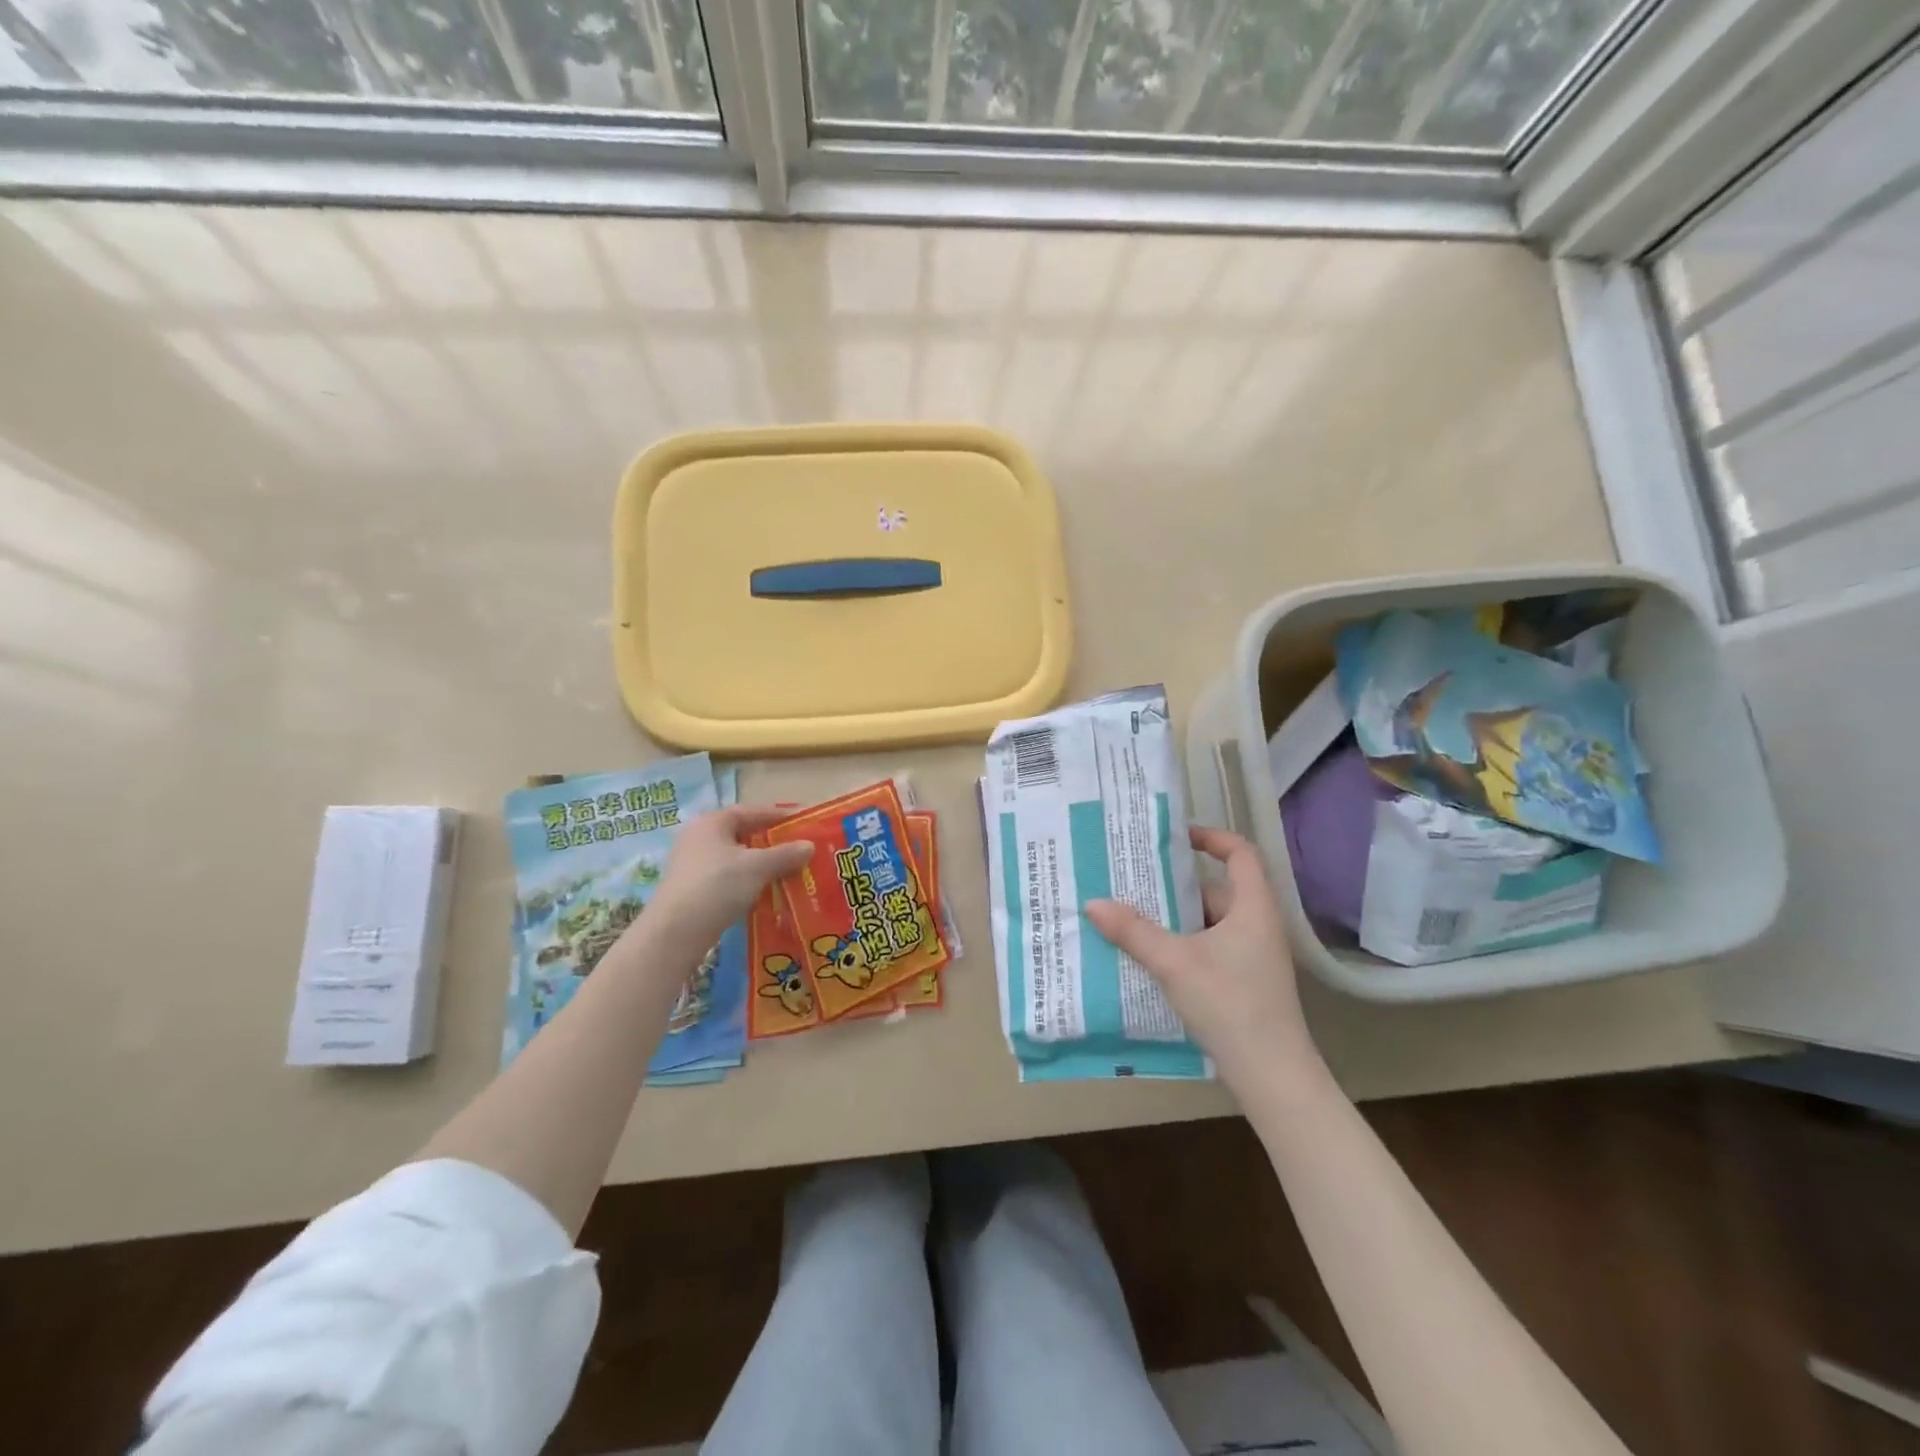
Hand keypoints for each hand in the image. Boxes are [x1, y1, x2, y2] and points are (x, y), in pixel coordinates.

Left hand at [635, 805, 811, 955]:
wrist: (675, 933)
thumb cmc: (718, 886)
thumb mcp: (758, 867)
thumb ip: (785, 854)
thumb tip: (809, 846)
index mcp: (712, 822)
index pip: (752, 811)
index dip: (780, 815)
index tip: (804, 821)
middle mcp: (698, 837)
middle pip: (743, 834)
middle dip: (771, 842)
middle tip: (798, 849)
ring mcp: (692, 864)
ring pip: (735, 858)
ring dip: (760, 864)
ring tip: (787, 872)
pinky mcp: (691, 889)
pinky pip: (727, 877)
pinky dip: (747, 881)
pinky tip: (764, 893)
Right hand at [1085, 826, 1317, 1087]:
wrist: (1272, 1075)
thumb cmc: (1230, 1004)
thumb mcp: (1174, 963)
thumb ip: (1133, 931)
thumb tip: (1094, 903)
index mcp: (1253, 907)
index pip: (1240, 853)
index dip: (1211, 837)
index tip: (1175, 837)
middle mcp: (1258, 925)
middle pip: (1216, 890)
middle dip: (1175, 887)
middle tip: (1134, 883)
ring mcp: (1254, 957)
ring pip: (1209, 923)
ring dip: (1175, 920)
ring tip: (1132, 919)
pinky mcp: (1246, 983)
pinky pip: (1210, 949)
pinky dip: (1183, 946)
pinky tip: (1151, 959)